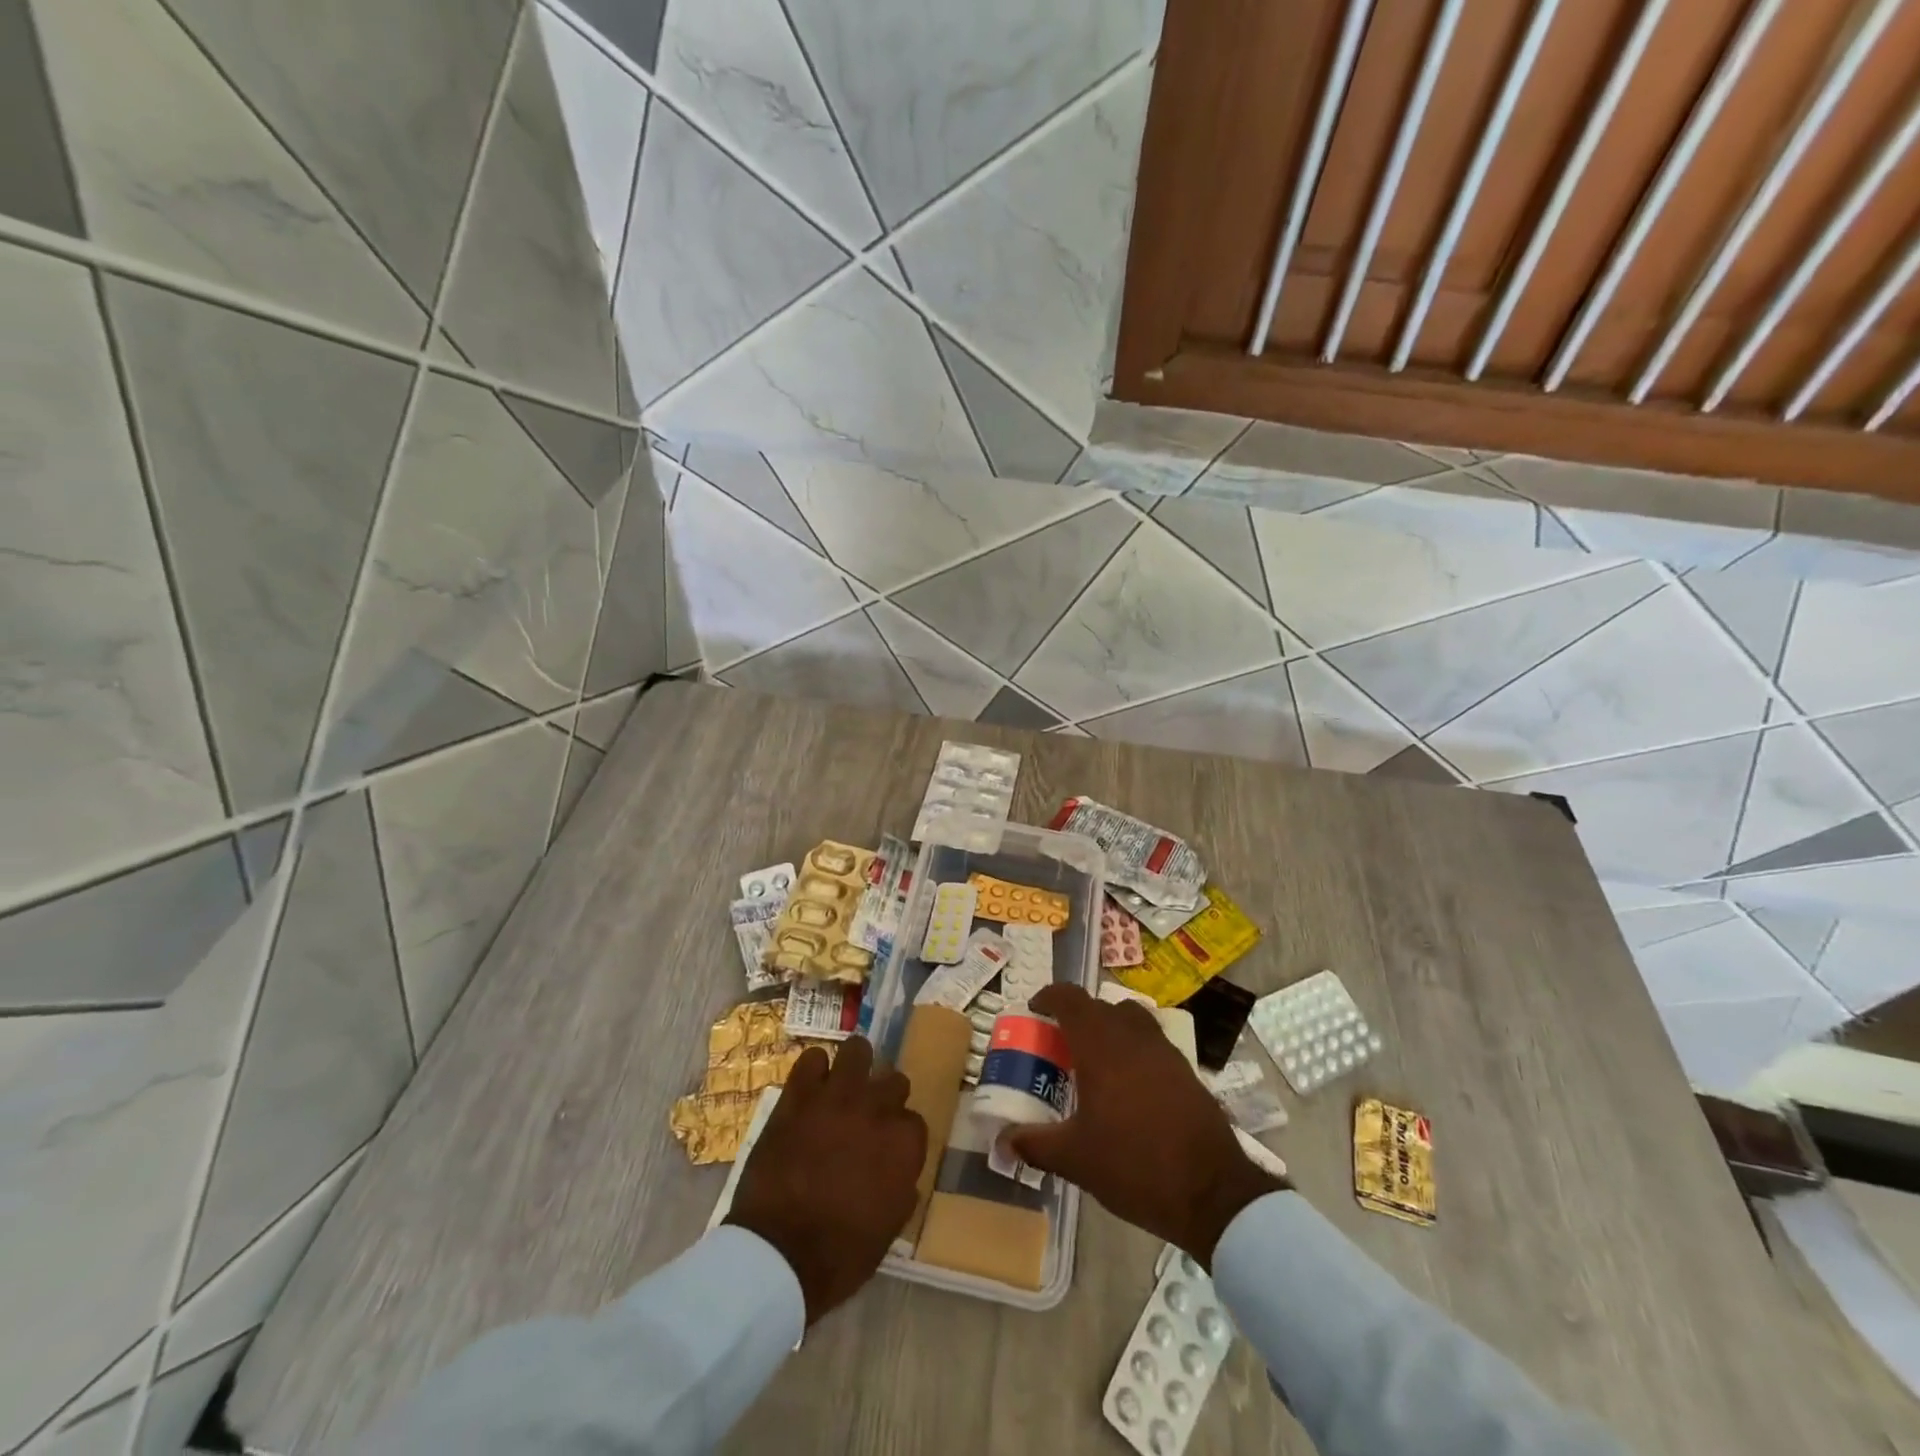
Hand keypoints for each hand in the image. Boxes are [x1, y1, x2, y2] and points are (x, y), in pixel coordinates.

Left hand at [725, 1037, 926, 1324]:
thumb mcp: (889, 1229)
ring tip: (844, 1084)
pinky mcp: (798, 1096)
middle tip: (867, 1117)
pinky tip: (811, 1087)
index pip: (914, 1122)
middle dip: (884, 1097)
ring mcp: (836, 1096)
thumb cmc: (840, 1255)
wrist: (778, 1254)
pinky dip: (814, 1070)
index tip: (887, 1149)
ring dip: (855, 1066)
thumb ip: (901, 1187)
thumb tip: (900, 1172)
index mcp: (903, 1144)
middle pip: (893, 1080)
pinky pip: (811, 1059)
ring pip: (857, 1051)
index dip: (900, 1135)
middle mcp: (876, 1109)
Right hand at [1006, 984, 1285, 1268]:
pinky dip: (1133, 1048)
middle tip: (1059, 1043)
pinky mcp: (1186, 1070)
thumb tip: (1002, 1142)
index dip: (1049, 997)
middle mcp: (1132, 1036)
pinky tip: (1128, 1086)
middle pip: (1099, 1006)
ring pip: (1130, 1019)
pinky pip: (1151, 1042)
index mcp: (1101, 1045)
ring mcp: (1164, 1050)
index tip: (1035, 1011)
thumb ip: (1035, 1144)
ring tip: (1094, 1059)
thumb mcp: (1075, 1159)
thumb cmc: (1135, 1166)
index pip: (1070, 998)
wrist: (1212, 1192)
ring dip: (1108, 1027)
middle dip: (1076, 1016)